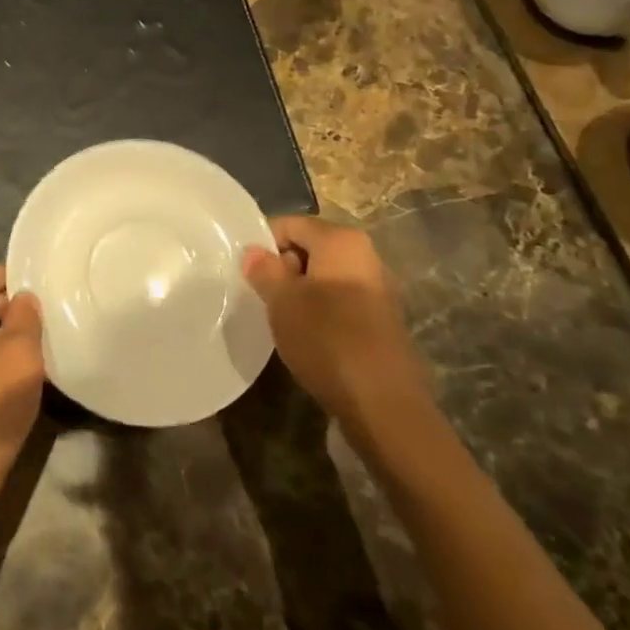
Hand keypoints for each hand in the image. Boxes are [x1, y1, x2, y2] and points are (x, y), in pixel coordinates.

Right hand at [242, 215, 427, 427]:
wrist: (384, 405)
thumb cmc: (327, 340)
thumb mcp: (282, 301)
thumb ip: (264, 270)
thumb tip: (254, 252)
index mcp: (342, 241)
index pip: (290, 224)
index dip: (263, 243)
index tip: (245, 270)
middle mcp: (366, 257)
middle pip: (310, 248)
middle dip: (282, 268)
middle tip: (261, 295)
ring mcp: (378, 290)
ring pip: (324, 277)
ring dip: (300, 292)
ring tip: (280, 317)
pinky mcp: (382, 321)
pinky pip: (340, 301)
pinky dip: (320, 311)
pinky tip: (306, 336)